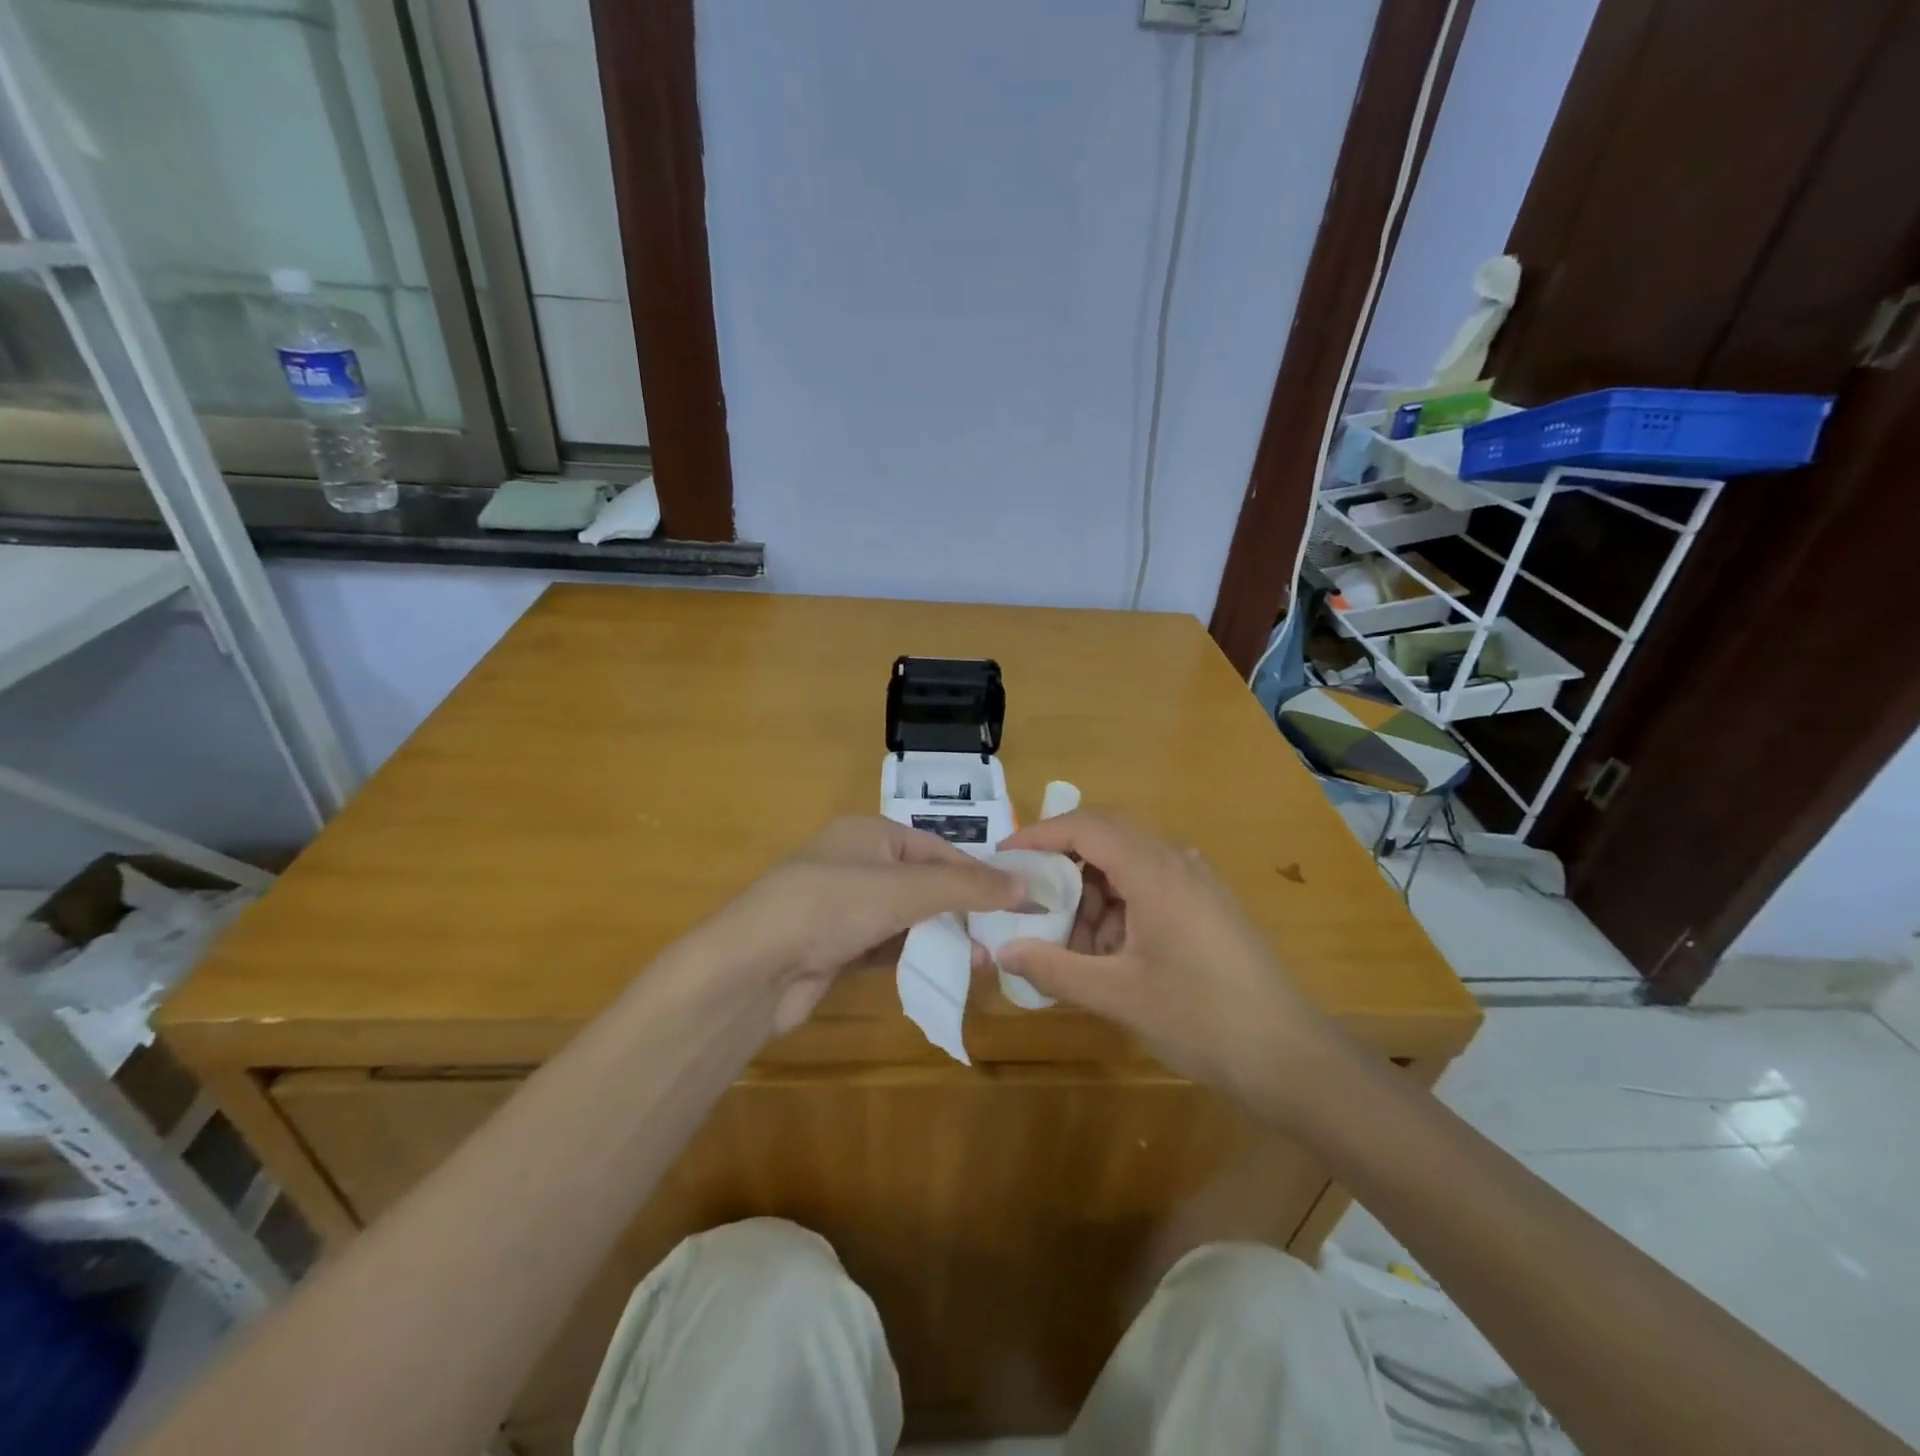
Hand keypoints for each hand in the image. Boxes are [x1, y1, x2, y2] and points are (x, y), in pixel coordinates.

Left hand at [708, 816, 1025, 1034]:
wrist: (753, 968)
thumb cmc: (832, 906)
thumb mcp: (904, 889)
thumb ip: (964, 888)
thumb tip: (1025, 887)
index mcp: (870, 833)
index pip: (938, 850)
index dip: (980, 875)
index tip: (1020, 900)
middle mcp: (858, 863)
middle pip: (925, 883)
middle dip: (963, 909)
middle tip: (1003, 935)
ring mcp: (845, 906)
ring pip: (908, 917)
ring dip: (943, 935)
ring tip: (983, 959)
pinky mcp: (837, 946)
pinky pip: (888, 945)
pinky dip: (916, 955)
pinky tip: (945, 969)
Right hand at [996, 811, 1331, 1103]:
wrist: (1289, 1056)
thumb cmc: (1200, 1019)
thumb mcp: (1117, 996)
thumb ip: (1054, 968)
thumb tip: (1003, 951)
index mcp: (1155, 871)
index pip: (1086, 827)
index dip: (1040, 834)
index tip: (1004, 856)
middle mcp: (1177, 863)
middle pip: (1106, 839)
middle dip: (1062, 866)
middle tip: (1029, 899)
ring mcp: (1196, 883)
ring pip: (1126, 867)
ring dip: (1091, 896)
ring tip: (1070, 946)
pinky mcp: (1206, 906)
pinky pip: (1148, 888)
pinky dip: (1118, 910)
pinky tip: (1108, 955)